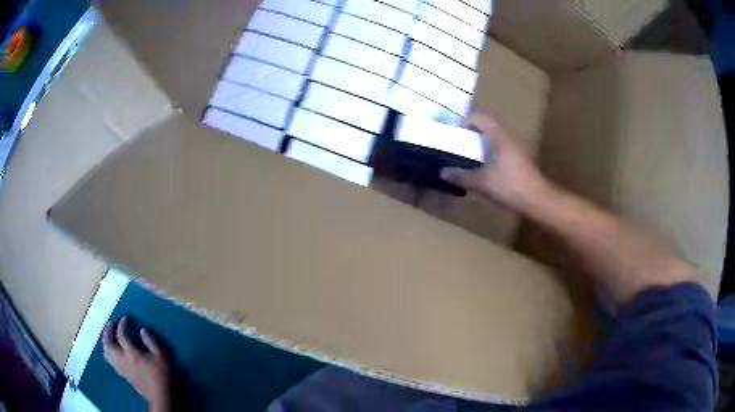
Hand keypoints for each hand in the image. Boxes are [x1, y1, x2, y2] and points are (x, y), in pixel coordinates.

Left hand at [103, 317, 170, 411]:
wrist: (159, 395)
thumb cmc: (161, 375)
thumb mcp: (161, 357)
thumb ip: (151, 342)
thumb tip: (142, 330)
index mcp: (132, 354)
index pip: (121, 335)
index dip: (122, 324)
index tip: (125, 318)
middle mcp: (123, 359)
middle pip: (108, 343)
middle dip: (108, 331)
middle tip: (112, 324)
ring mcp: (121, 367)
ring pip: (106, 352)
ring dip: (105, 340)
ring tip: (109, 334)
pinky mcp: (122, 373)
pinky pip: (110, 359)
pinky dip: (108, 351)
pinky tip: (112, 349)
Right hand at [440, 114, 549, 212]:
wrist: (537, 199)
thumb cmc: (509, 186)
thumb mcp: (481, 182)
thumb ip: (461, 176)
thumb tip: (442, 172)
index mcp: (498, 136)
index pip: (479, 118)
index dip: (464, 122)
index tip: (453, 134)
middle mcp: (507, 137)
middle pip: (486, 127)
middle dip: (470, 134)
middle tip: (457, 146)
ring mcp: (515, 148)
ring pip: (493, 139)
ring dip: (479, 145)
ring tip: (467, 158)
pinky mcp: (518, 159)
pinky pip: (499, 149)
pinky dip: (488, 154)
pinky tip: (483, 170)